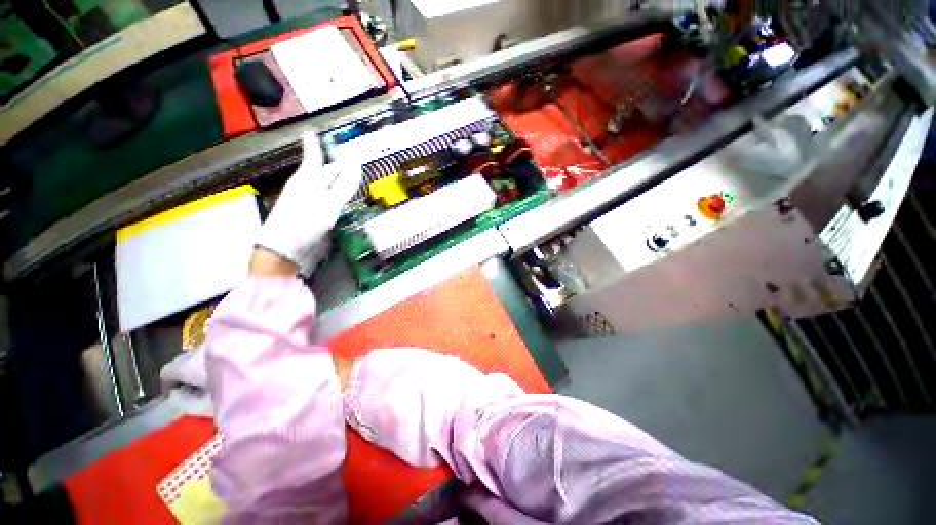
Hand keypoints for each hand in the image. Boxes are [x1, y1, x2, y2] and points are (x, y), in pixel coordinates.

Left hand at [256, 132, 362, 275]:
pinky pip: (326, 199)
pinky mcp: (311, 214)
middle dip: (336, 165)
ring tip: (353, 178)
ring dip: (338, 181)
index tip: (312, 131)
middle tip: (351, 160)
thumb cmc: (305, 221)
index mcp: (307, 178)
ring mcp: (308, 200)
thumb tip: (356, 165)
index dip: (314, 144)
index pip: (314, 156)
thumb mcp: (329, 203)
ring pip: (325, 185)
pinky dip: (336, 196)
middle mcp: (306, 186)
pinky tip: (344, 199)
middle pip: (323, 171)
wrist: (285, 248)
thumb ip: (344, 185)